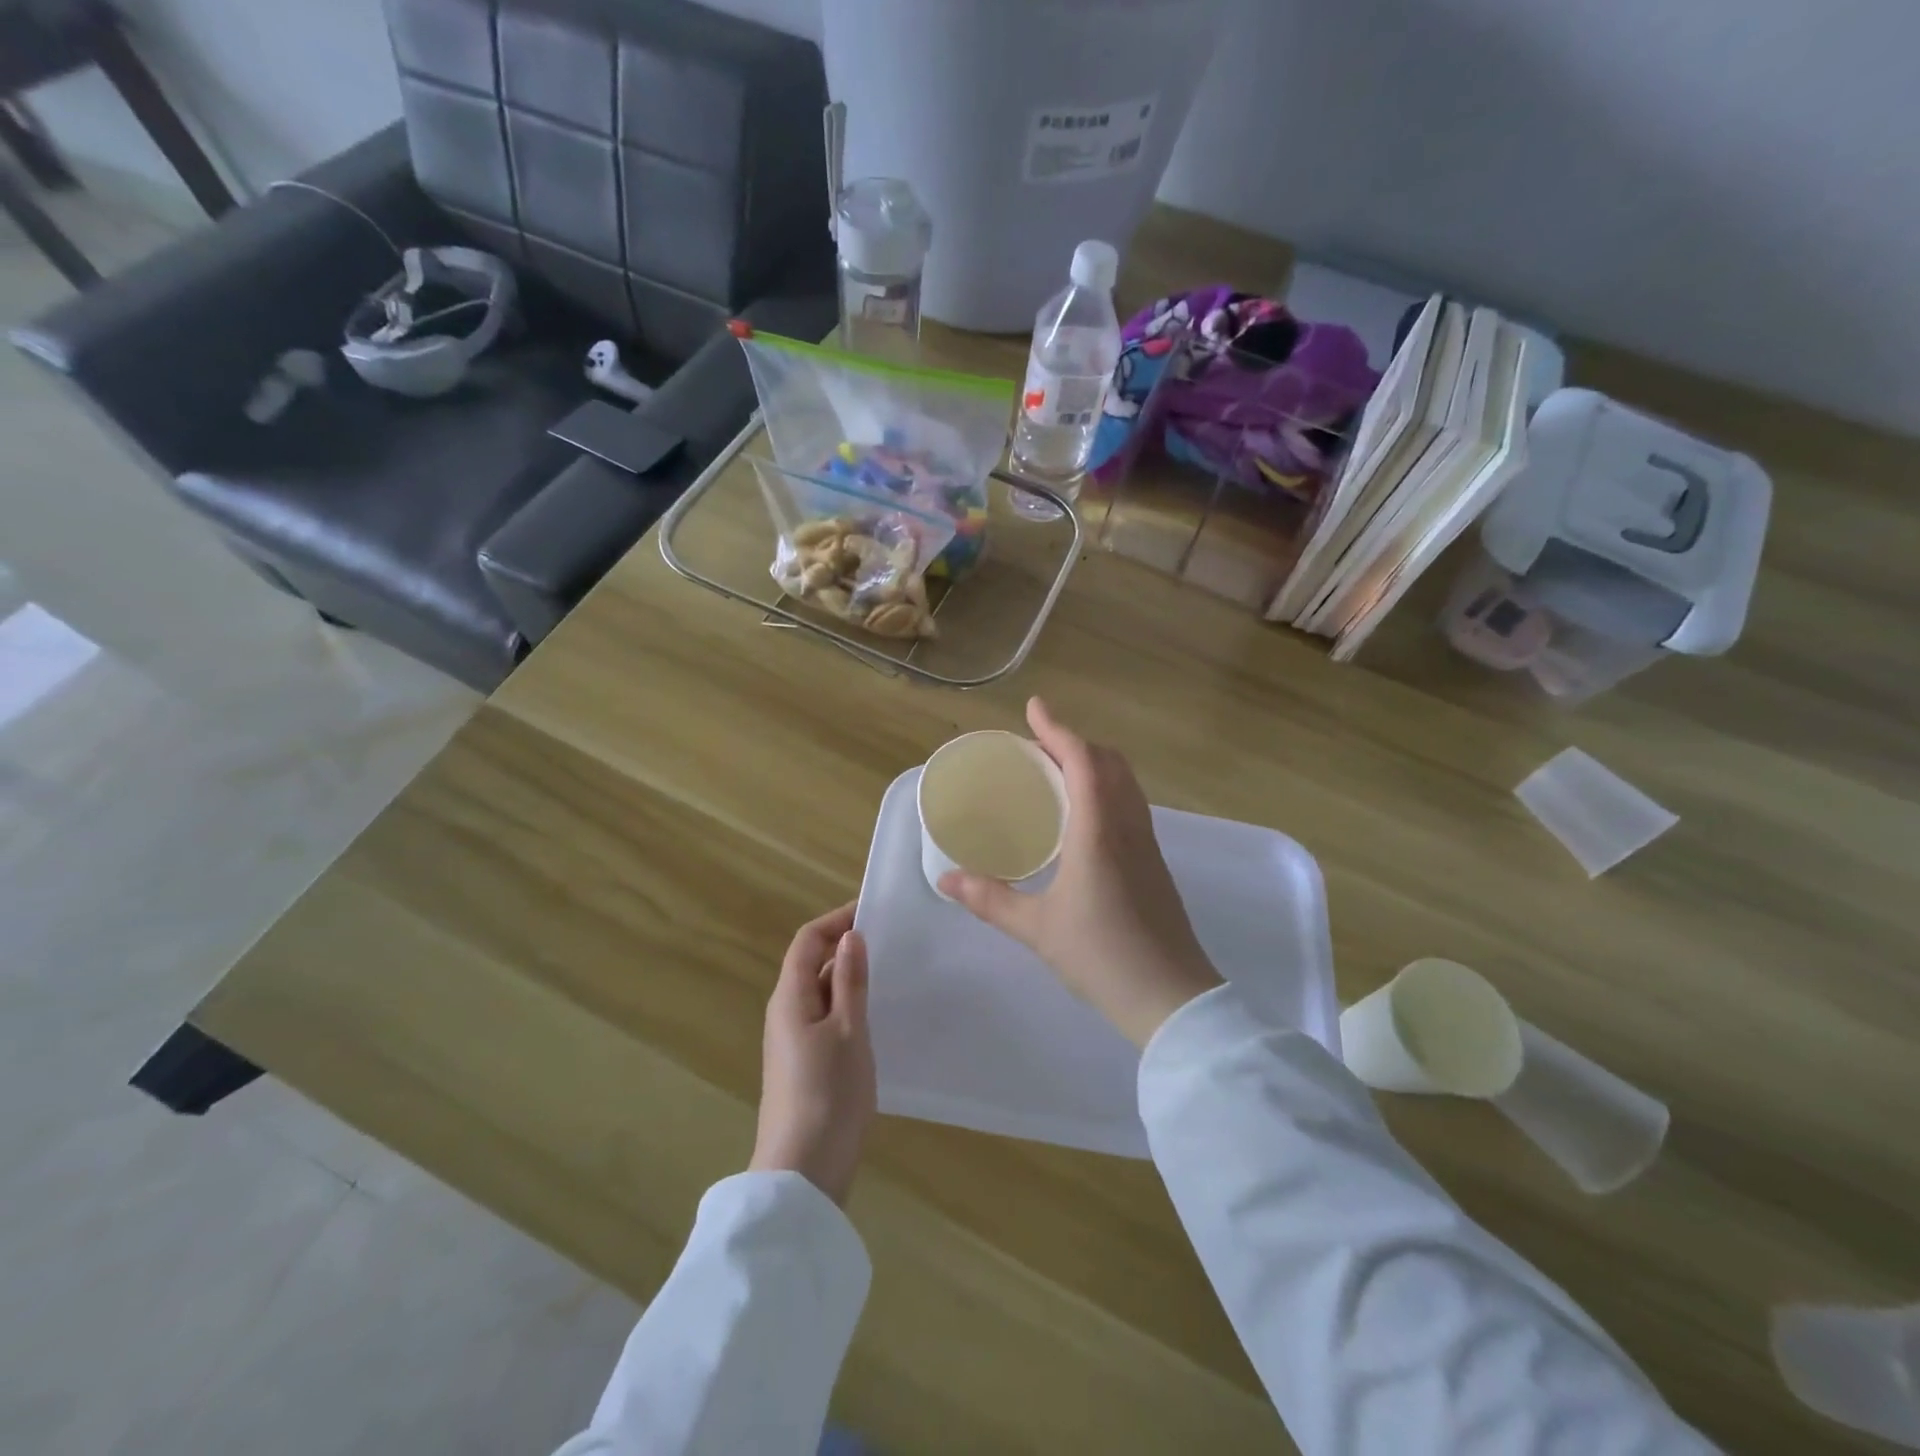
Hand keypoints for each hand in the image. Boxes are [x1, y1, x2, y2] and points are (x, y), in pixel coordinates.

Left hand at [750, 902, 876, 1205]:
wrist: (804, 1172)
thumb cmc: (828, 1093)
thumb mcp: (848, 1030)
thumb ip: (850, 981)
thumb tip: (851, 936)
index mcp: (790, 997)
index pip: (807, 940)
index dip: (836, 920)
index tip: (873, 912)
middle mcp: (785, 1012)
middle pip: (811, 964)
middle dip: (845, 946)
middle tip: (890, 940)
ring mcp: (793, 1040)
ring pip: (820, 993)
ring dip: (848, 977)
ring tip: (890, 972)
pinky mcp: (804, 1064)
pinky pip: (825, 1018)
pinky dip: (848, 1005)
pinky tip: (876, 1015)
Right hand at [940, 698, 1222, 1047]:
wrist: (1171, 997)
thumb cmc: (1100, 956)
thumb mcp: (1036, 928)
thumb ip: (989, 899)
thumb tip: (946, 880)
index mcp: (1099, 830)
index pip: (1082, 760)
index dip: (1057, 729)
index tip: (1034, 708)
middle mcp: (1128, 825)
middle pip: (1109, 762)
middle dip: (1075, 742)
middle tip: (1039, 743)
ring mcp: (1147, 843)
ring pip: (1125, 782)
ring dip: (1094, 763)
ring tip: (1059, 770)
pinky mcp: (1154, 863)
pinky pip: (1130, 805)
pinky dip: (1106, 788)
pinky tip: (1084, 814)